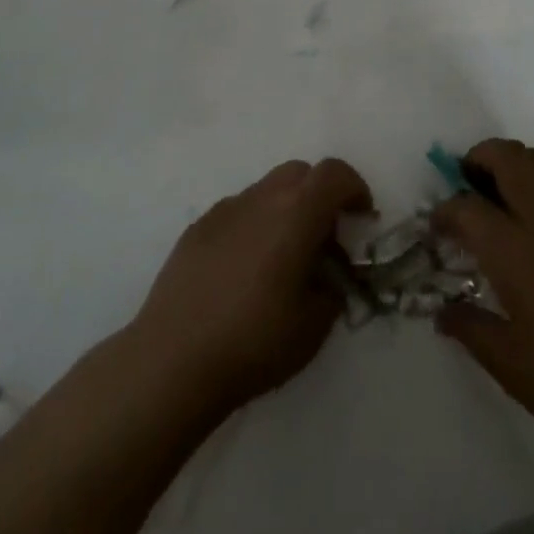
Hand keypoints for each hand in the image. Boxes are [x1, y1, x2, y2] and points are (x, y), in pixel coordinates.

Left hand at [131, 159, 372, 415]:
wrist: (172, 360)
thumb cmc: (254, 341)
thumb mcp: (314, 326)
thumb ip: (332, 290)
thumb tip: (330, 277)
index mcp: (297, 212)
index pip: (335, 174)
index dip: (355, 189)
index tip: (361, 221)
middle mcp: (262, 198)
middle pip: (301, 173)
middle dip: (319, 195)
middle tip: (323, 237)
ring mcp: (225, 209)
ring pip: (267, 189)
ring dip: (285, 209)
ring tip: (281, 258)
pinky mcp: (197, 228)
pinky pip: (237, 211)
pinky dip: (252, 225)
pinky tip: (242, 270)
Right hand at [432, 140, 533, 465]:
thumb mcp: (508, 363)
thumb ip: (470, 328)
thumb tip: (443, 313)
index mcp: (515, 250)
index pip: (467, 207)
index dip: (444, 212)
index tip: (436, 227)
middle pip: (508, 156)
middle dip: (479, 157)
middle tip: (466, 184)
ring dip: (516, 161)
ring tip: (501, 193)